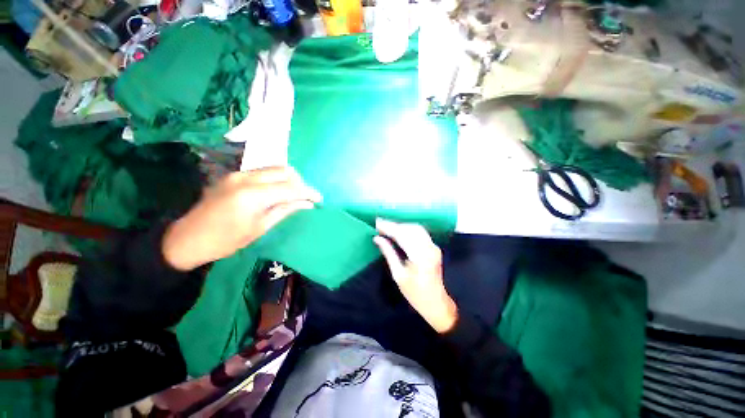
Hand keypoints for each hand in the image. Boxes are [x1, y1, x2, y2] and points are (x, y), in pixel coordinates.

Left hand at [162, 167, 321, 270]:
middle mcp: (246, 177)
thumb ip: (285, 211)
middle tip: (307, 197)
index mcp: (252, 195)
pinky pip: (263, 171)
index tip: (320, 200)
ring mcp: (238, 173)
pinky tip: (279, 190)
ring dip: (290, 179)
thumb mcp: (260, 228)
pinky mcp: (234, 175)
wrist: (187, 238)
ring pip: (274, 168)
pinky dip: (277, 178)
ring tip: (295, 194)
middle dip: (301, 183)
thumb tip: (307, 204)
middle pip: (284, 171)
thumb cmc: (225, 240)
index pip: (290, 187)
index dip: (308, 192)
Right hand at [373, 219, 457, 333]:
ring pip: (415, 228)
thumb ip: (389, 254)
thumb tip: (377, 238)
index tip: (377, 223)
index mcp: (420, 257)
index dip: (389, 227)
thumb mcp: (398, 275)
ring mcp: (433, 246)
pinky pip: (420, 232)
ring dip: (401, 226)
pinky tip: (399, 231)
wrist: (436, 303)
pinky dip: (408, 229)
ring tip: (386, 227)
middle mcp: (429, 248)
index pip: (402, 235)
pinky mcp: (434, 247)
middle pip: (410, 229)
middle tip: (379, 224)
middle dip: (394, 225)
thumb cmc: (415, 294)